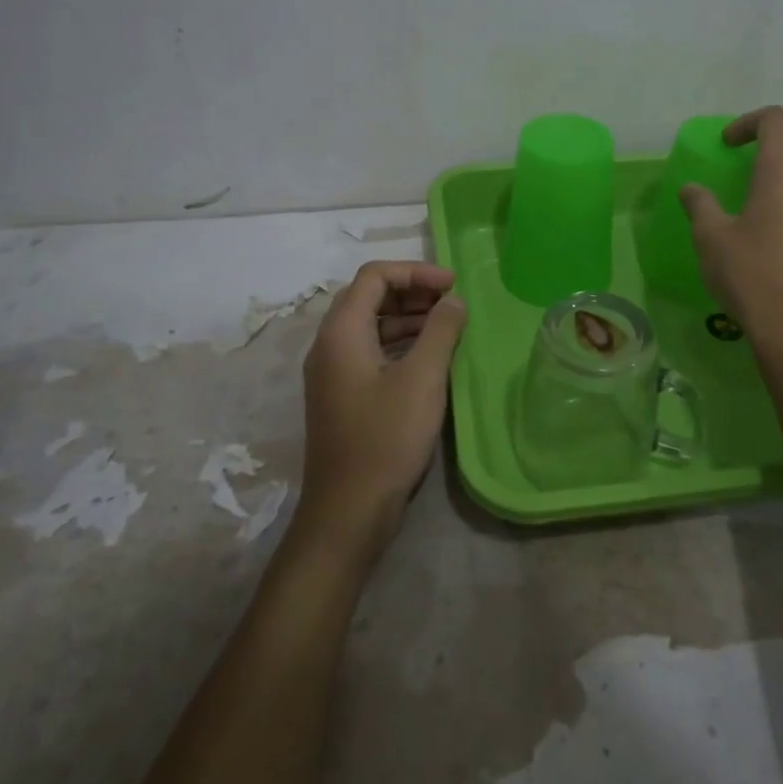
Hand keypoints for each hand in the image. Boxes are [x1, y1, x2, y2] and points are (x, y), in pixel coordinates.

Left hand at [295, 261, 466, 564]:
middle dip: (411, 290)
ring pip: (368, 324)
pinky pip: (368, 350)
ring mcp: (331, 372)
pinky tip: (427, 357)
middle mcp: (328, 344)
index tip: (453, 286)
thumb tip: (454, 301)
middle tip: (451, 302)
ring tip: (446, 326)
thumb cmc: (385, 439)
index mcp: (341, 332)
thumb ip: (441, 331)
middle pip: (368, 296)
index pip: (374, 276)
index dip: (416, 271)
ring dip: (406, 317)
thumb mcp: (422, 380)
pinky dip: (398, 342)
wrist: (347, 511)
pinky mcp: (340, 394)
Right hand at [679, 106, 782, 351]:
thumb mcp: (711, 238)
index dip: (749, 122)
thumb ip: (700, 206)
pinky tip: (778, 233)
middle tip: (750, 165)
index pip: (776, 120)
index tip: (727, 145)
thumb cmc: (750, 275)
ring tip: (762, 199)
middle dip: (779, 144)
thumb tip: (691, 189)